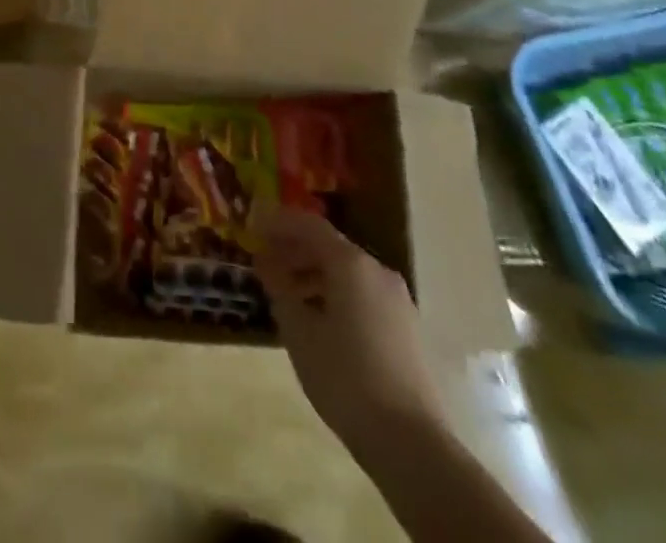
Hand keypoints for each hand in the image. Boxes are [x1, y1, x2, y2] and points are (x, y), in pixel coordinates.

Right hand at [254, 207, 444, 449]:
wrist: (412, 443)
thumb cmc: (345, 378)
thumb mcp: (299, 331)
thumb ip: (280, 289)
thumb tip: (268, 264)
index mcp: (351, 264)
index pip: (309, 225)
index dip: (279, 222)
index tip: (253, 225)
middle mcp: (377, 271)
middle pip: (330, 247)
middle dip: (294, 249)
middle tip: (264, 260)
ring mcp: (397, 301)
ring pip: (347, 273)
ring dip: (313, 274)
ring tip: (285, 293)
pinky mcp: (406, 329)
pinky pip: (362, 295)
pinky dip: (335, 293)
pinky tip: (318, 318)